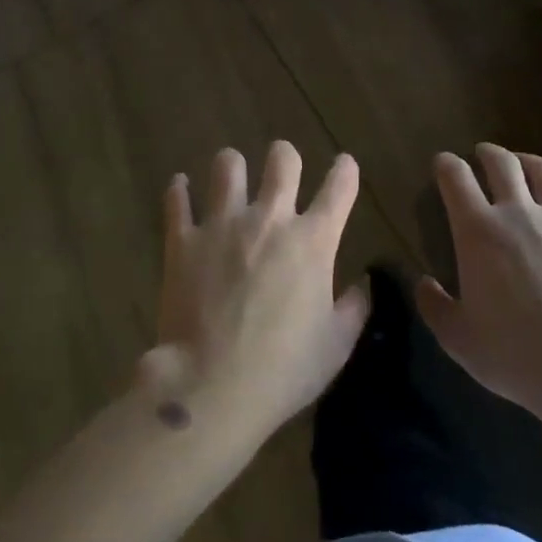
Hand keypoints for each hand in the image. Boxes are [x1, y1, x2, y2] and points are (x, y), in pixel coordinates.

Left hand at [143, 142, 370, 449]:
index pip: (339, 188)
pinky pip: (177, 200)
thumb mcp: (335, 346)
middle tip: (282, 165)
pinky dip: (179, 191)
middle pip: (282, 160)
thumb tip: (363, 284)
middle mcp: (269, 219)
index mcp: (312, 241)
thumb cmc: (283, 370)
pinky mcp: (183, 239)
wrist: (212, 385)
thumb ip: (354, 308)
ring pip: (228, 166)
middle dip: (285, 156)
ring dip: (233, 167)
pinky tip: (181, 188)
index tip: (344, 164)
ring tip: (232, 174)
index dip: (345, 170)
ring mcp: (222, 224)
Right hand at [415, 143, 541, 423]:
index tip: (443, 164)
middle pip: (502, 162)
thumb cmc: (516, 353)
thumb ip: (434, 307)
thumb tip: (424, 283)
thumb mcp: (459, 339)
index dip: (446, 164)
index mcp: (478, 231)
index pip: (455, 177)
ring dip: (529, 163)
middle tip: (482, 155)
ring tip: (524, 167)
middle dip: (488, 153)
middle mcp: (519, 213)